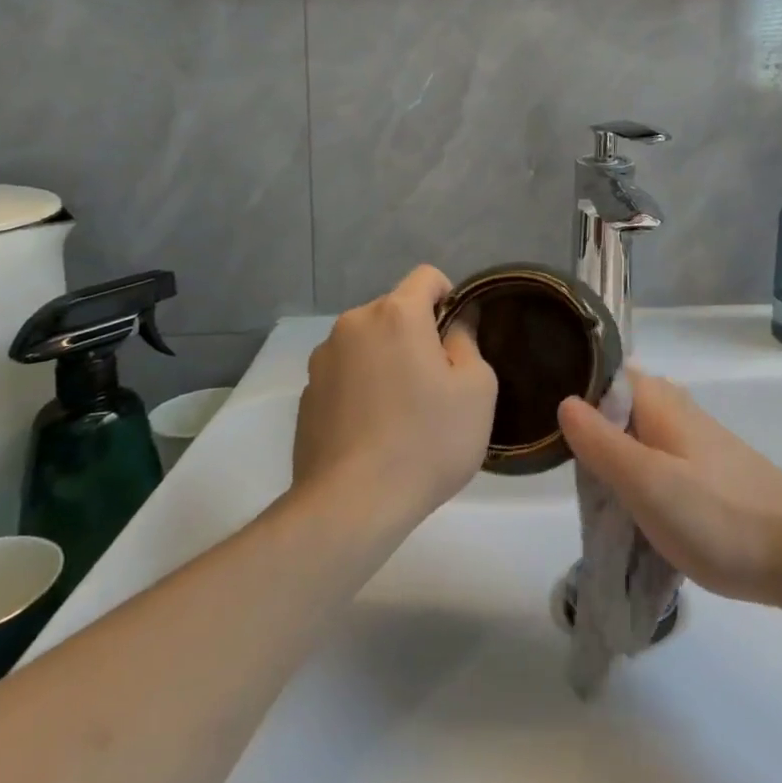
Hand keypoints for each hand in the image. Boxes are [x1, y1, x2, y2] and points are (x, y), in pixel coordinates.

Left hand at [293, 265, 497, 527]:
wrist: (351, 506)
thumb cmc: (427, 440)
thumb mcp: (476, 389)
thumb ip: (468, 341)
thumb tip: (457, 322)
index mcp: (396, 314)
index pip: (428, 276)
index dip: (450, 298)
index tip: (458, 338)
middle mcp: (353, 325)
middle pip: (396, 311)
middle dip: (418, 334)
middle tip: (438, 383)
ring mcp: (322, 360)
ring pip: (369, 343)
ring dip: (388, 360)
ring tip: (403, 412)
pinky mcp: (305, 395)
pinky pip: (347, 374)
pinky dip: (364, 388)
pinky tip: (375, 431)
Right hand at [557, 371, 781, 605]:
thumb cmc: (717, 513)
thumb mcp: (647, 481)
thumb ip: (602, 443)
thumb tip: (565, 401)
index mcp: (658, 401)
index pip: (605, 372)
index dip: (573, 384)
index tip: (539, 413)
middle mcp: (675, 411)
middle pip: (618, 406)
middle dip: (587, 429)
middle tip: (558, 463)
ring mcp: (694, 442)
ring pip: (636, 437)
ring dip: (611, 459)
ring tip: (586, 489)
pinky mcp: (706, 474)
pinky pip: (656, 463)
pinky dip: (635, 478)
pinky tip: (626, 504)